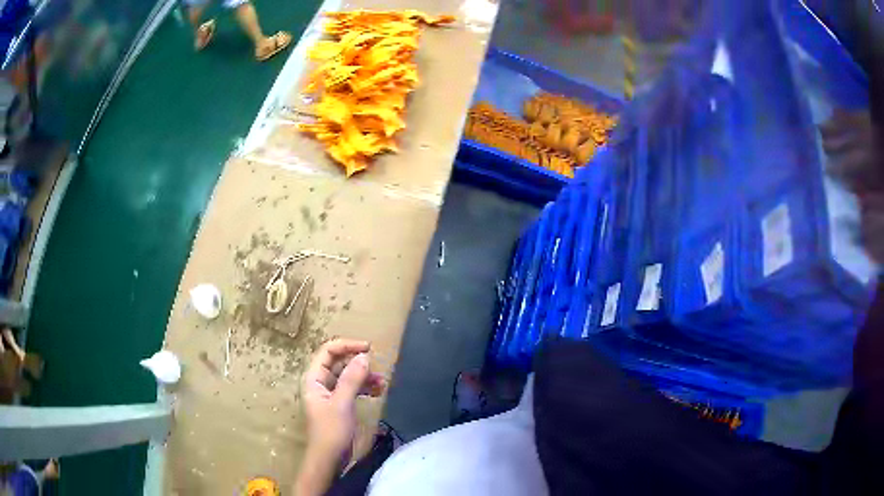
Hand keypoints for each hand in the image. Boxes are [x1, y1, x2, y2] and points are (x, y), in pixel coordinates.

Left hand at [296, 339, 384, 494]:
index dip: (347, 345)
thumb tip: (364, 356)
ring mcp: (330, 394)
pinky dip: (365, 388)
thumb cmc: (331, 431)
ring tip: (382, 383)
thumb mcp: (342, 403)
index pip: (328, 351)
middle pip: (339, 362)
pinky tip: (378, 392)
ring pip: (348, 376)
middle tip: (378, 368)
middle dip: (359, 363)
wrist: (330, 459)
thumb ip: (352, 379)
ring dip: (365, 376)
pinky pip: (352, 388)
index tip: (369, 348)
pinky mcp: (339, 404)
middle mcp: (320, 382)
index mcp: (314, 378)